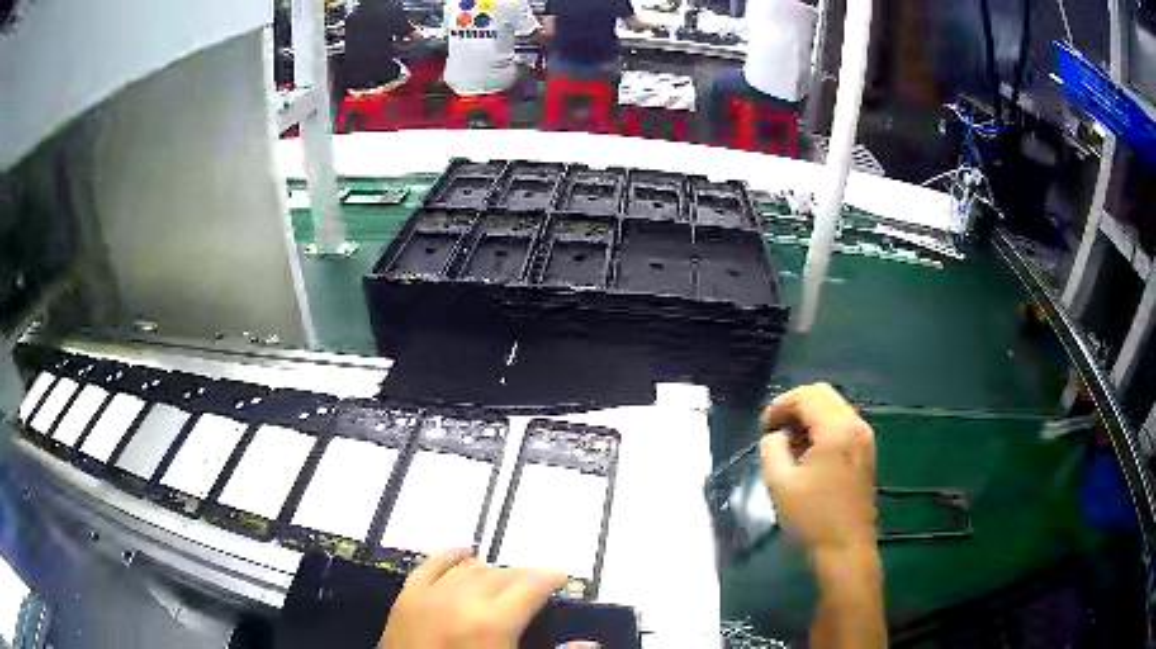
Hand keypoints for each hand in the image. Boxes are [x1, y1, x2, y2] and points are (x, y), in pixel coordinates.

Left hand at [380, 548, 568, 648]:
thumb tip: (589, 644)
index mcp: (492, 624)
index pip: (531, 586)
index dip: (551, 577)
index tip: (564, 576)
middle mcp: (462, 602)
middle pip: (502, 575)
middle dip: (525, 575)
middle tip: (539, 583)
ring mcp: (430, 597)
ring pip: (470, 569)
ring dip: (493, 570)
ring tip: (507, 578)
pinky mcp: (407, 599)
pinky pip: (430, 566)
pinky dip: (449, 555)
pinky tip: (464, 552)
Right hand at [759, 383, 877, 552]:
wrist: (845, 549)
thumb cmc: (812, 518)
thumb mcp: (779, 483)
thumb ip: (772, 448)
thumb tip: (777, 436)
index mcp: (837, 429)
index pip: (807, 395)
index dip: (780, 405)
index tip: (763, 427)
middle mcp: (856, 425)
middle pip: (823, 395)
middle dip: (795, 406)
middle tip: (774, 430)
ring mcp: (865, 439)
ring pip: (834, 409)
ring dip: (809, 417)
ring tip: (789, 444)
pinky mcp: (866, 454)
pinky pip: (843, 425)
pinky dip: (823, 429)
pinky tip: (809, 454)